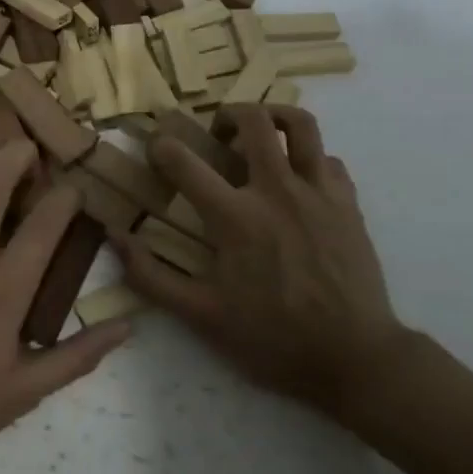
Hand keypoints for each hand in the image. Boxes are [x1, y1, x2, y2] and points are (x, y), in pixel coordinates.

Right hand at [115, 104, 412, 421]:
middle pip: (253, 120)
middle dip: (227, 114)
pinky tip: (298, 181)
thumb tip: (115, 236)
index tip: (155, 147)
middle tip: (217, 134)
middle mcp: (276, 190)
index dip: (160, 146)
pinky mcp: (348, 203)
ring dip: (274, 117)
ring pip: (300, 124)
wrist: (357, 359)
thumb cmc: (273, 339)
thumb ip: (151, 275)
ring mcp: (318, 192)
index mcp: (235, 217)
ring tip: (261, 134)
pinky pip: (327, 159)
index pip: (184, 161)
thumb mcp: (202, 316)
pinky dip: (308, 158)